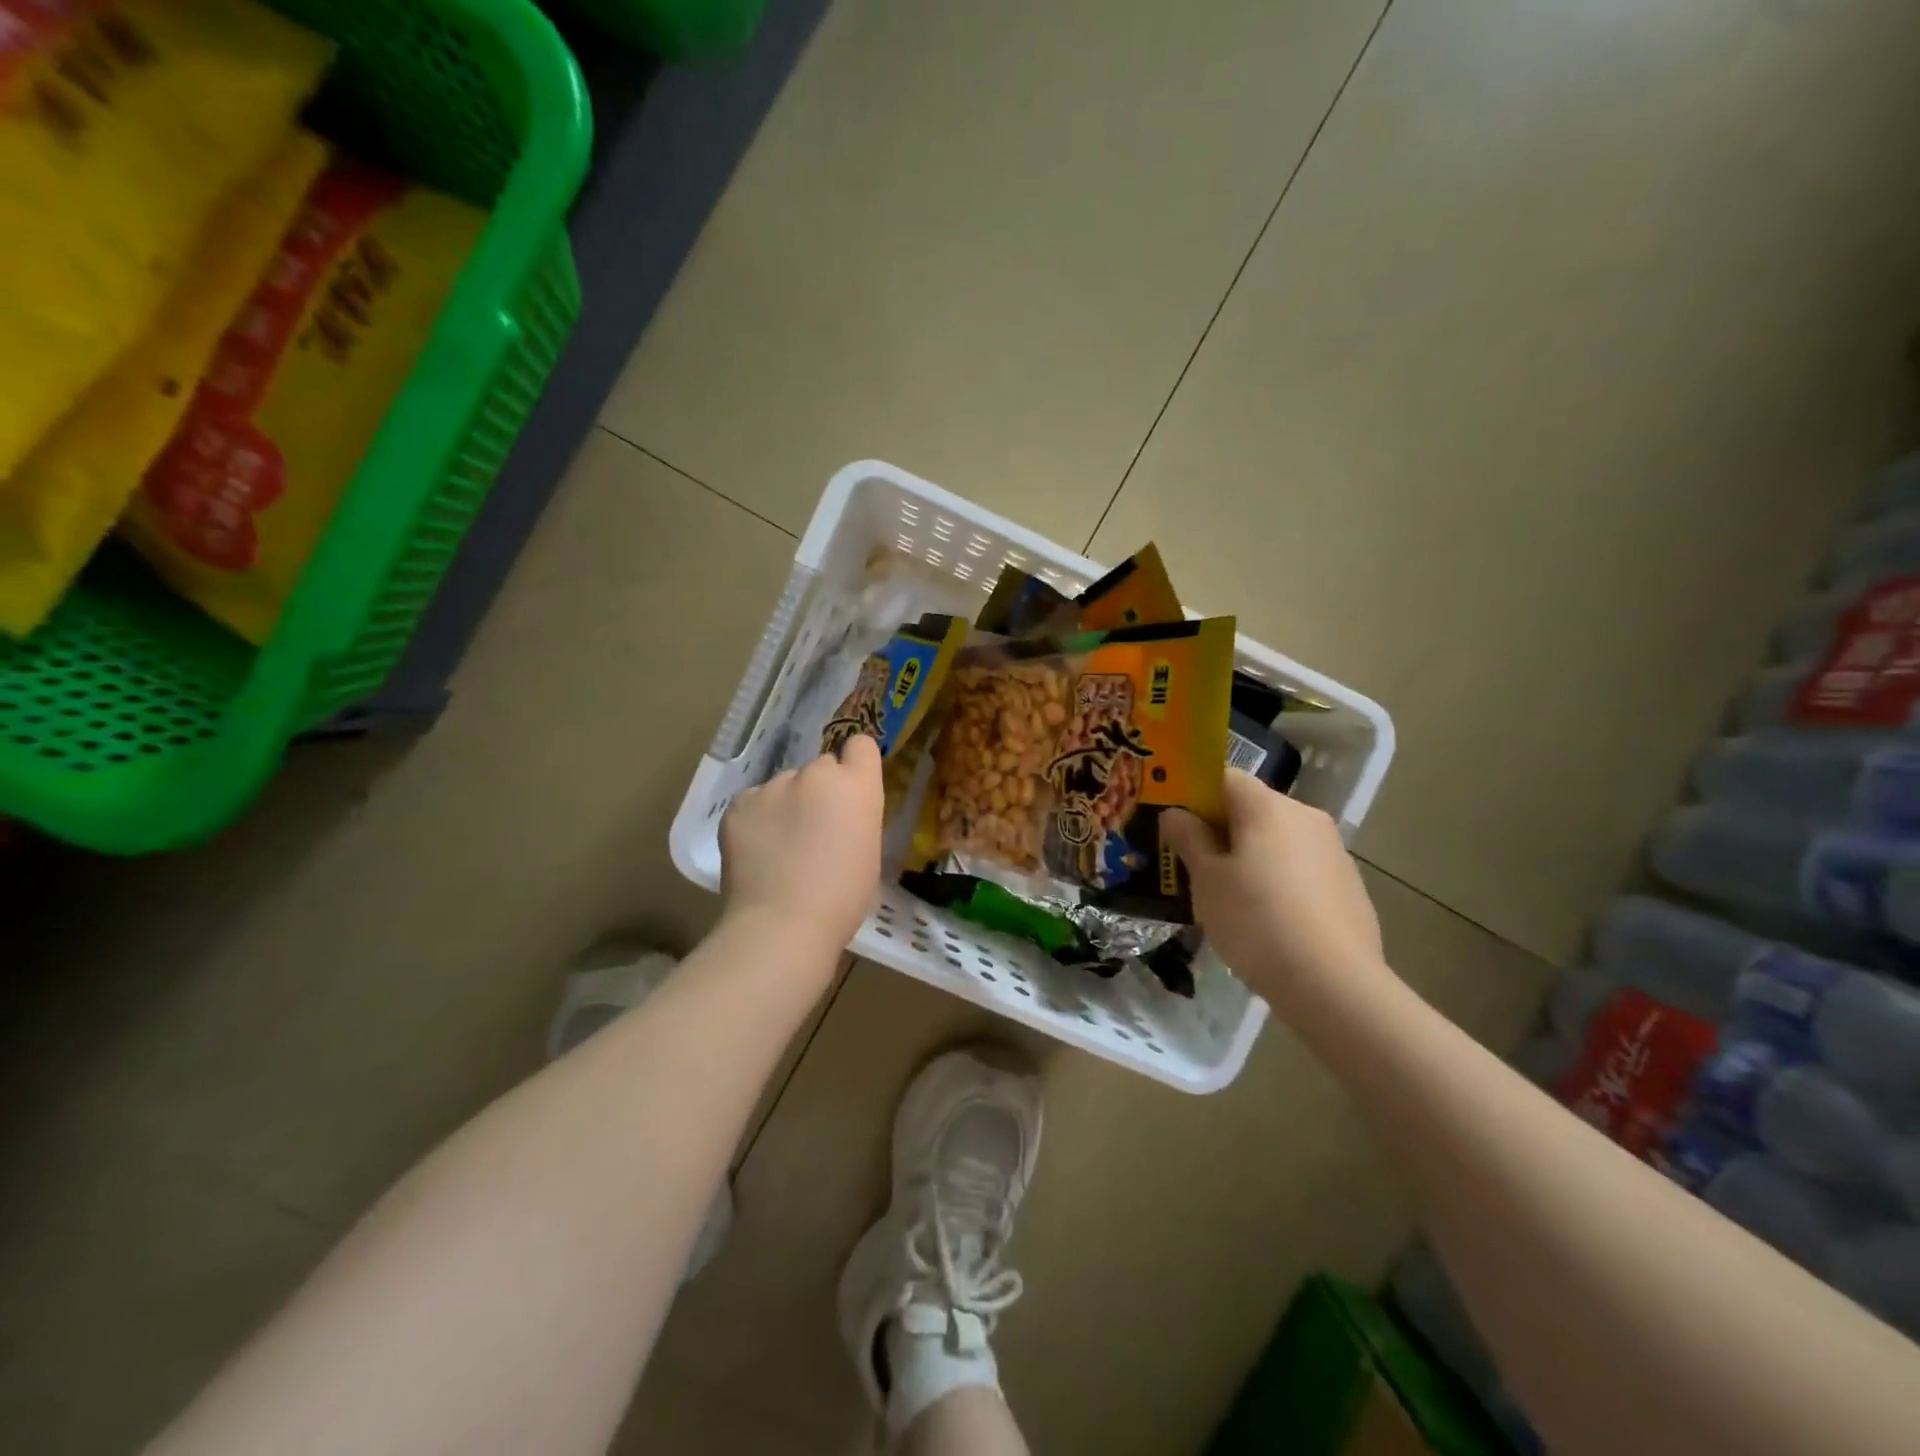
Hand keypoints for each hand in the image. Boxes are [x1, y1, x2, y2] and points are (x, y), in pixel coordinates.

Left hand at [720, 733, 884, 954]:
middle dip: (820, 790)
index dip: (855, 765)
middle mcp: (817, 774)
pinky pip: (754, 803)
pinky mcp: (739, 804)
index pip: (861, 745)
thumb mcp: (868, 852)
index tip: (850, 790)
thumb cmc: (842, 898)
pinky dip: (757, 821)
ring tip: (780, 848)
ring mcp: (773, 786)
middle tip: (814, 829)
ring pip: (784, 785)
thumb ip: (856, 818)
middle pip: (821, 767)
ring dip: (786, 805)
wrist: (782, 925)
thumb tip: (838, 816)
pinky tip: (757, 852)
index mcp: (857, 786)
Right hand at [1162, 771, 1385, 1010]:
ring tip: (1229, 900)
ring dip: (1251, 857)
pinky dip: (1279, 882)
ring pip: (1278, 840)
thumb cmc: (1256, 921)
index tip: (1176, 826)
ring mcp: (1334, 851)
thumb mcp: (1206, 880)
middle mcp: (1306, 817)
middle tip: (1195, 867)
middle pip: (1253, 809)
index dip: (1195, 795)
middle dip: (1222, 831)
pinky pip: (1301, 870)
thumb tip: (1175, 813)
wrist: (1334, 985)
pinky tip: (1267, 922)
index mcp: (1268, 807)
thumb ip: (1188, 839)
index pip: (1224, 777)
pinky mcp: (1350, 886)